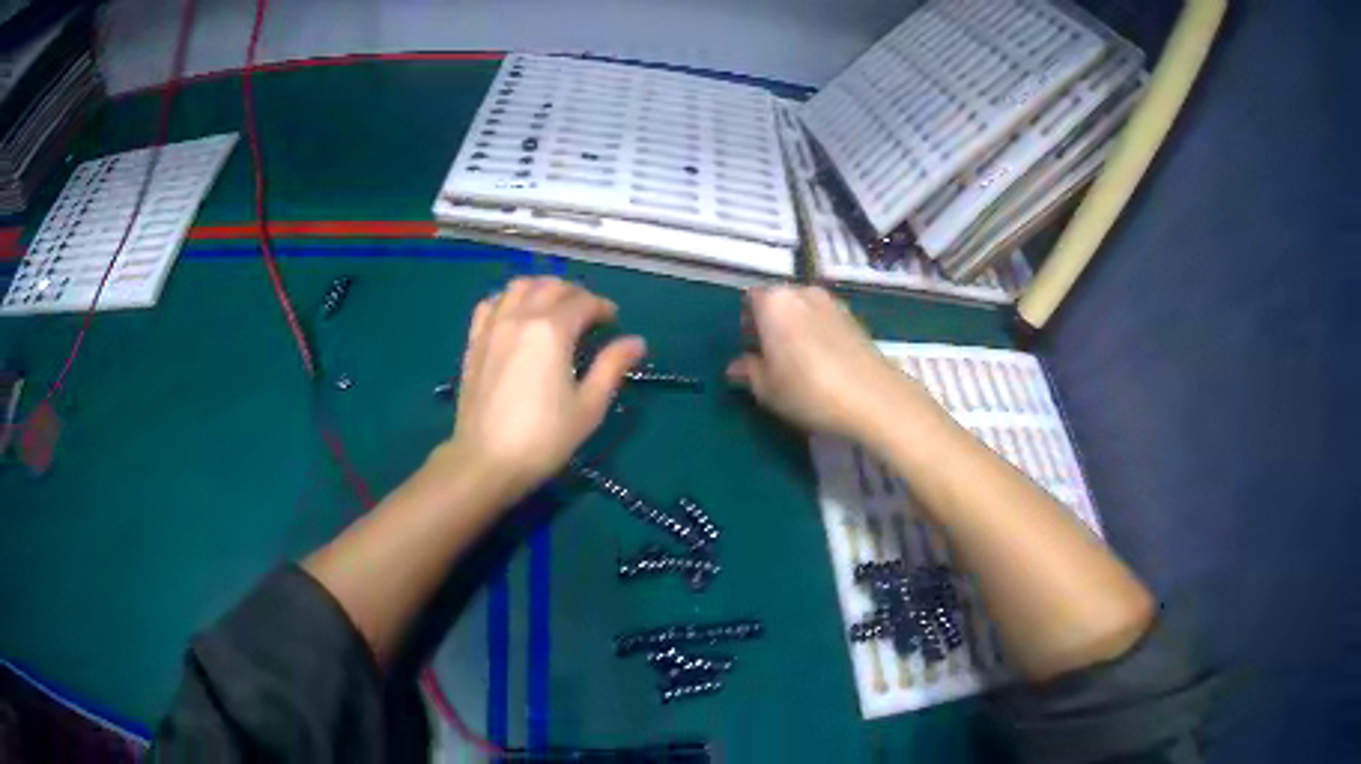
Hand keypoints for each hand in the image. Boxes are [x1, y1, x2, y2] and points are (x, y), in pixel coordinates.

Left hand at [442, 277, 644, 501]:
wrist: (486, 461)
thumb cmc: (544, 438)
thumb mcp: (588, 406)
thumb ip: (612, 367)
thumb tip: (637, 342)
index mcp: (552, 330)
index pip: (583, 302)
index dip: (603, 307)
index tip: (613, 321)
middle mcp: (521, 317)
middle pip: (551, 287)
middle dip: (575, 294)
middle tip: (588, 314)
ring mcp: (493, 326)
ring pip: (519, 286)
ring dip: (541, 288)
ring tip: (553, 307)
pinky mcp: (474, 341)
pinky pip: (491, 303)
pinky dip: (508, 299)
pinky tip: (515, 315)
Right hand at [726, 285, 936, 444]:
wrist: (874, 398)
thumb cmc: (809, 390)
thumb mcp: (768, 389)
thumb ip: (749, 372)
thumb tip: (737, 366)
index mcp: (774, 302)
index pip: (749, 300)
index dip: (746, 323)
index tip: (749, 350)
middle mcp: (802, 292)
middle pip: (778, 301)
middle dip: (770, 324)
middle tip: (770, 358)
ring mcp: (832, 303)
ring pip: (802, 310)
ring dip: (795, 328)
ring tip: (798, 363)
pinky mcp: (854, 318)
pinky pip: (824, 320)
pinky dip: (817, 334)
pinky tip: (823, 364)